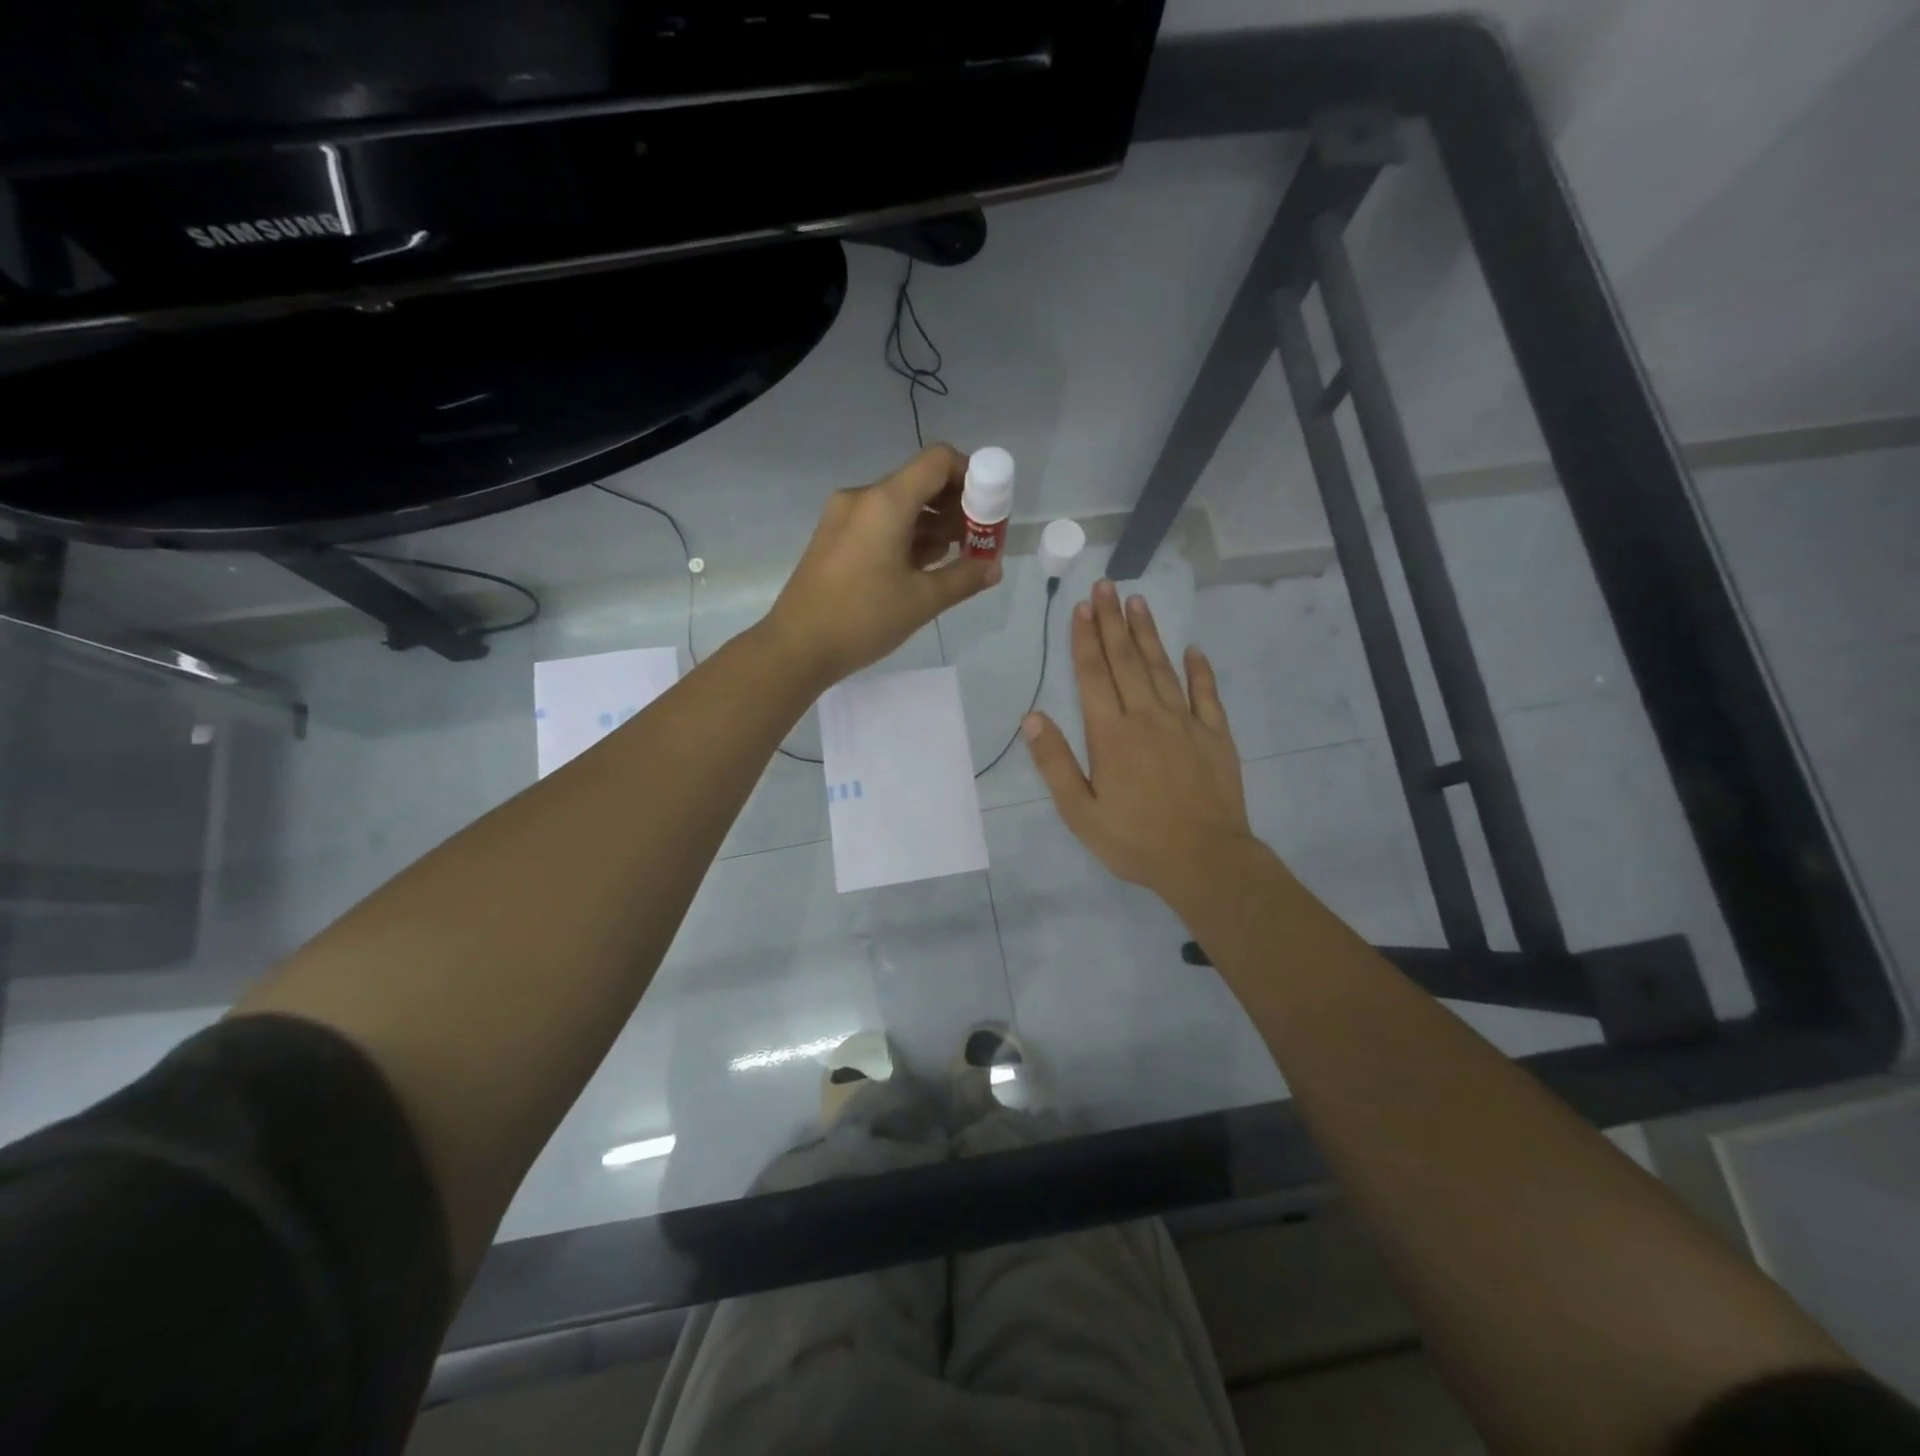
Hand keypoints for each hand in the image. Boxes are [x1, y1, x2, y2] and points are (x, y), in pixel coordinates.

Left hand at [767, 445, 1001, 685]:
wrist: (796, 648)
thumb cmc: (862, 619)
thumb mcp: (922, 601)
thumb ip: (965, 578)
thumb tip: (994, 567)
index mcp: (885, 502)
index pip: (938, 461)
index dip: (971, 475)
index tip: (989, 510)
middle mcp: (863, 498)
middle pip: (920, 482)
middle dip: (956, 507)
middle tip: (979, 541)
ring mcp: (844, 518)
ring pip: (901, 505)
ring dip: (933, 525)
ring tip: (956, 559)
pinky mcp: (834, 539)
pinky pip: (880, 523)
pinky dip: (907, 536)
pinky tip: (923, 567)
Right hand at [1023, 580, 1256, 902]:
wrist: (1206, 861)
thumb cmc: (1135, 840)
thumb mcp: (1081, 812)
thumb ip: (1055, 763)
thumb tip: (1031, 718)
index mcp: (1111, 735)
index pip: (1093, 675)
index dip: (1084, 639)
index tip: (1080, 607)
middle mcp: (1147, 717)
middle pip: (1127, 660)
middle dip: (1112, 621)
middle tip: (1106, 586)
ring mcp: (1186, 723)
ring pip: (1163, 667)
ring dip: (1149, 633)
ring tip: (1137, 602)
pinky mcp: (1216, 735)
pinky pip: (1207, 694)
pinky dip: (1200, 670)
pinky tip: (1193, 649)